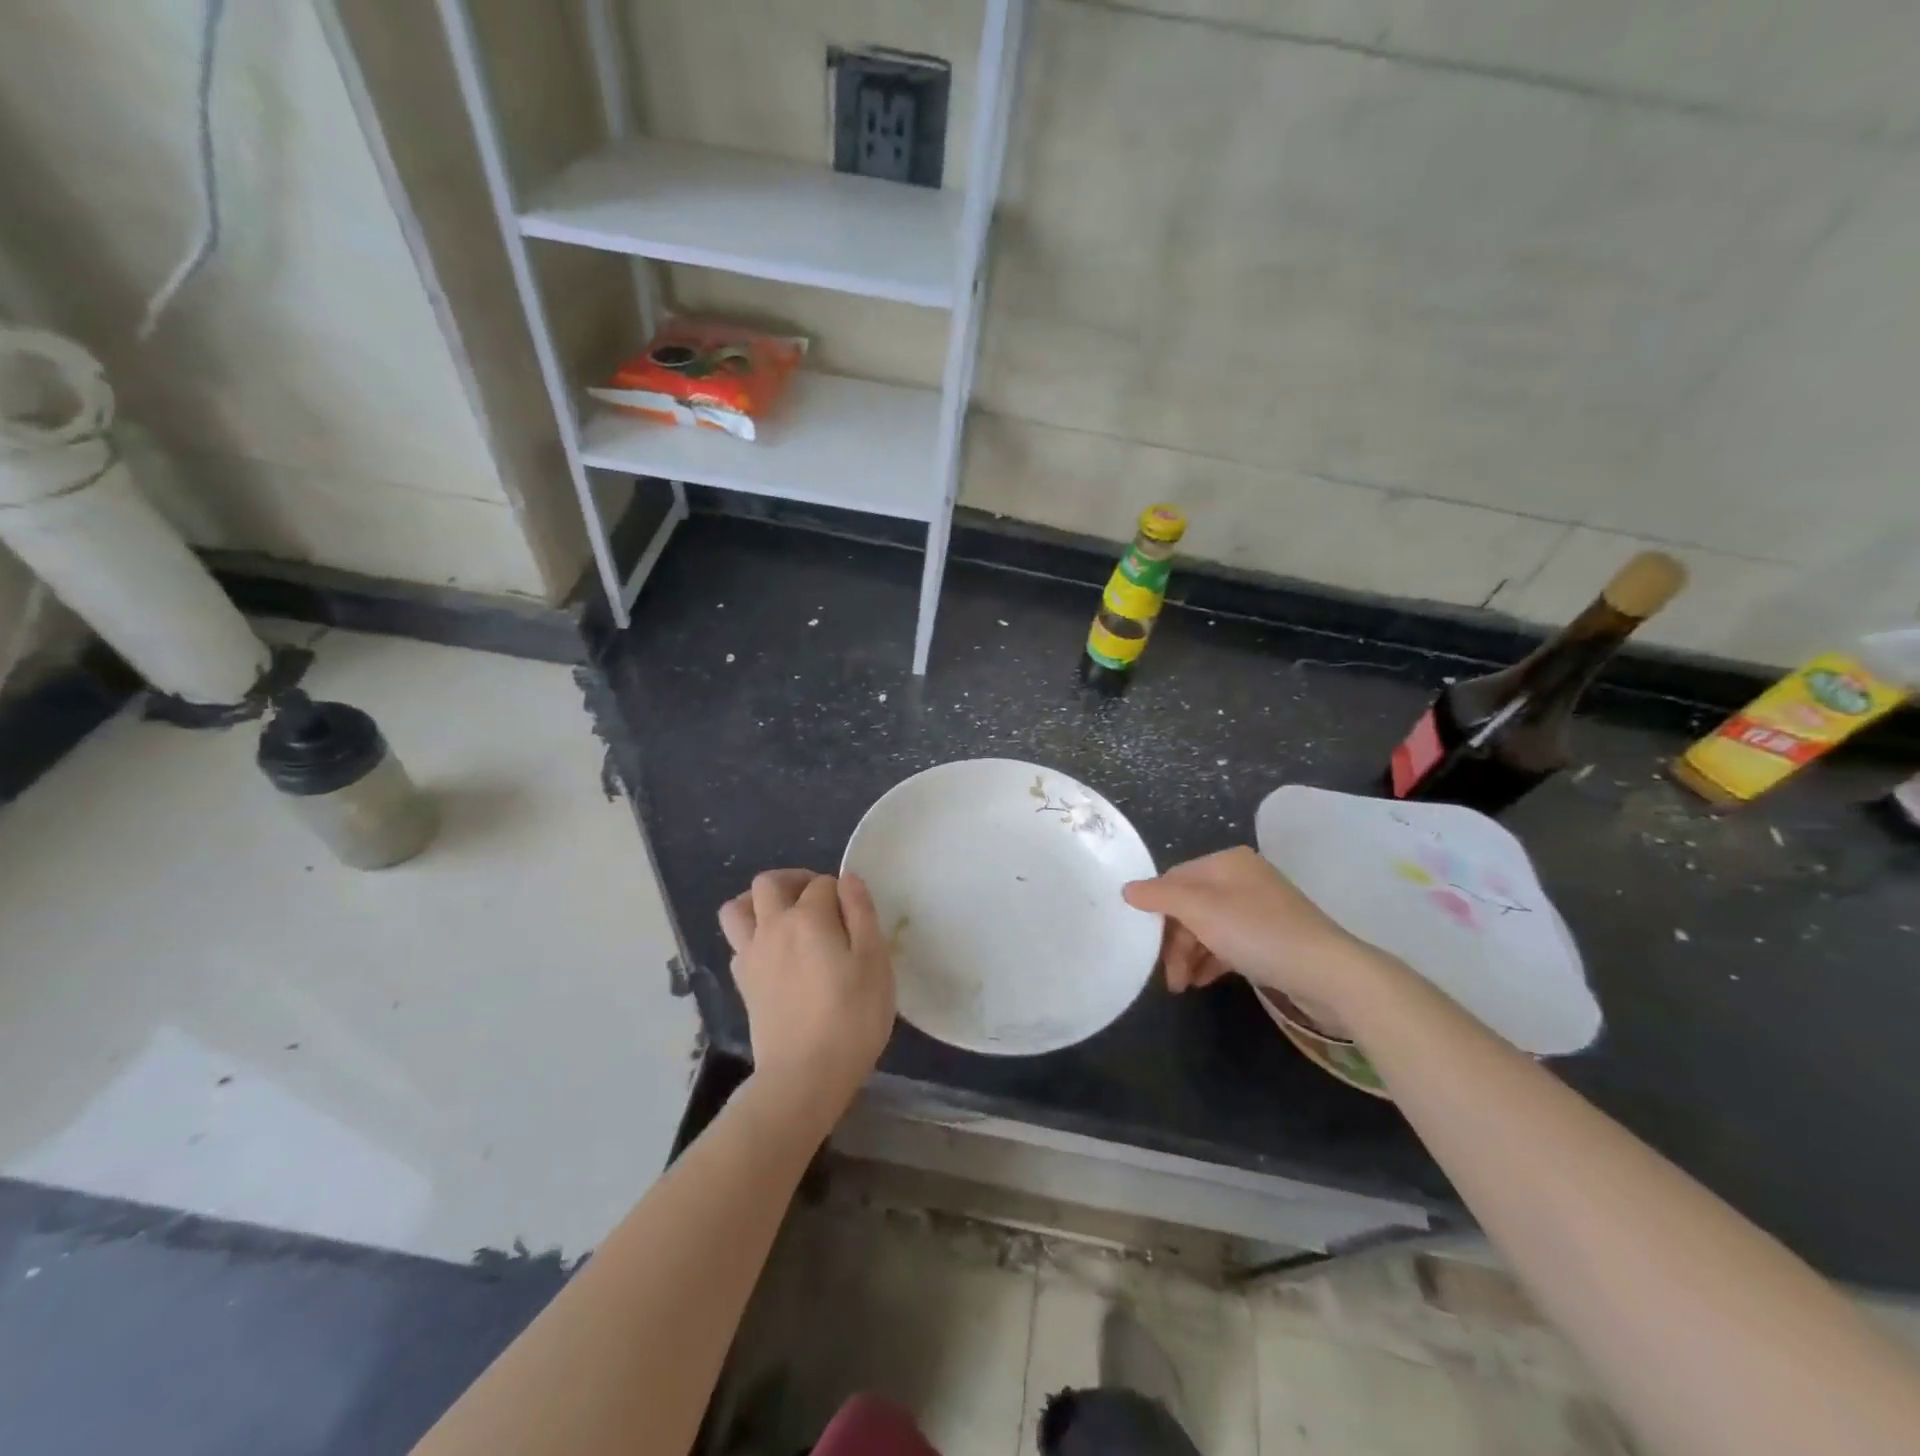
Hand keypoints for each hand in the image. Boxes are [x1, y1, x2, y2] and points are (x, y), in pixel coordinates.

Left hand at [719, 870, 895, 1117]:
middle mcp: (773, 926)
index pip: (823, 884)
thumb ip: (862, 913)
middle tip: (819, 900)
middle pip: (769, 883)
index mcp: (809, 917)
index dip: (841, 892)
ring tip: (784, 916)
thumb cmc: (852, 1016)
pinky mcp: (743, 983)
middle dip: (794, 880)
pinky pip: (737, 942)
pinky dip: (752, 935)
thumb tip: (847, 879)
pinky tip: (775, 953)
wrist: (805, 1075)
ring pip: (737, 908)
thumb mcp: (875, 961)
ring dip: (757, 902)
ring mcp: (751, 955)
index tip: (856, 915)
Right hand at [1123, 847, 1382, 1024]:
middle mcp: (1242, 878)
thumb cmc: (1258, 933)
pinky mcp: (1272, 936)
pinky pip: (1229, 942)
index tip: (1144, 945)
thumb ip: (1160, 896)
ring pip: (1208, 927)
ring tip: (1183, 985)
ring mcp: (1259, 908)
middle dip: (1174, 941)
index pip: (1174, 880)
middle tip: (1167, 975)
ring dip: (1190, 954)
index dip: (1155, 910)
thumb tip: (1127, 889)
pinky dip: (1212, 959)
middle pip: (1190, 906)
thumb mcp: (1201, 911)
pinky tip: (1203, 980)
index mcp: (1226, 862)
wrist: (1329, 972)